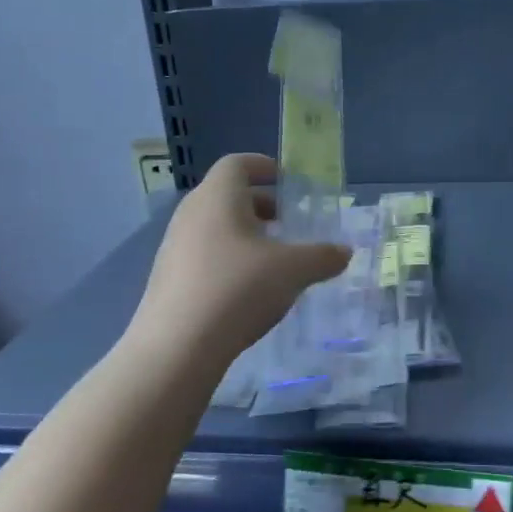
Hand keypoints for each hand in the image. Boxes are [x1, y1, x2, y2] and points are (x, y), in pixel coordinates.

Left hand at [133, 153, 349, 365]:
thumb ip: (323, 256)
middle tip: (288, 222)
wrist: (177, 347)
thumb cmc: (238, 289)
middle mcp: (191, 214)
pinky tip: (248, 290)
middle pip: (226, 195)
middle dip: (260, 205)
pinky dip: (228, 259)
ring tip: (273, 259)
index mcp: (218, 197)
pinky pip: (204, 255)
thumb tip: (344, 252)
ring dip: (245, 235)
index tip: (287, 180)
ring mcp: (174, 247)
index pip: (237, 163)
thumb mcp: (294, 270)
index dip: (263, 166)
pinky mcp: (168, 279)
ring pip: (215, 227)